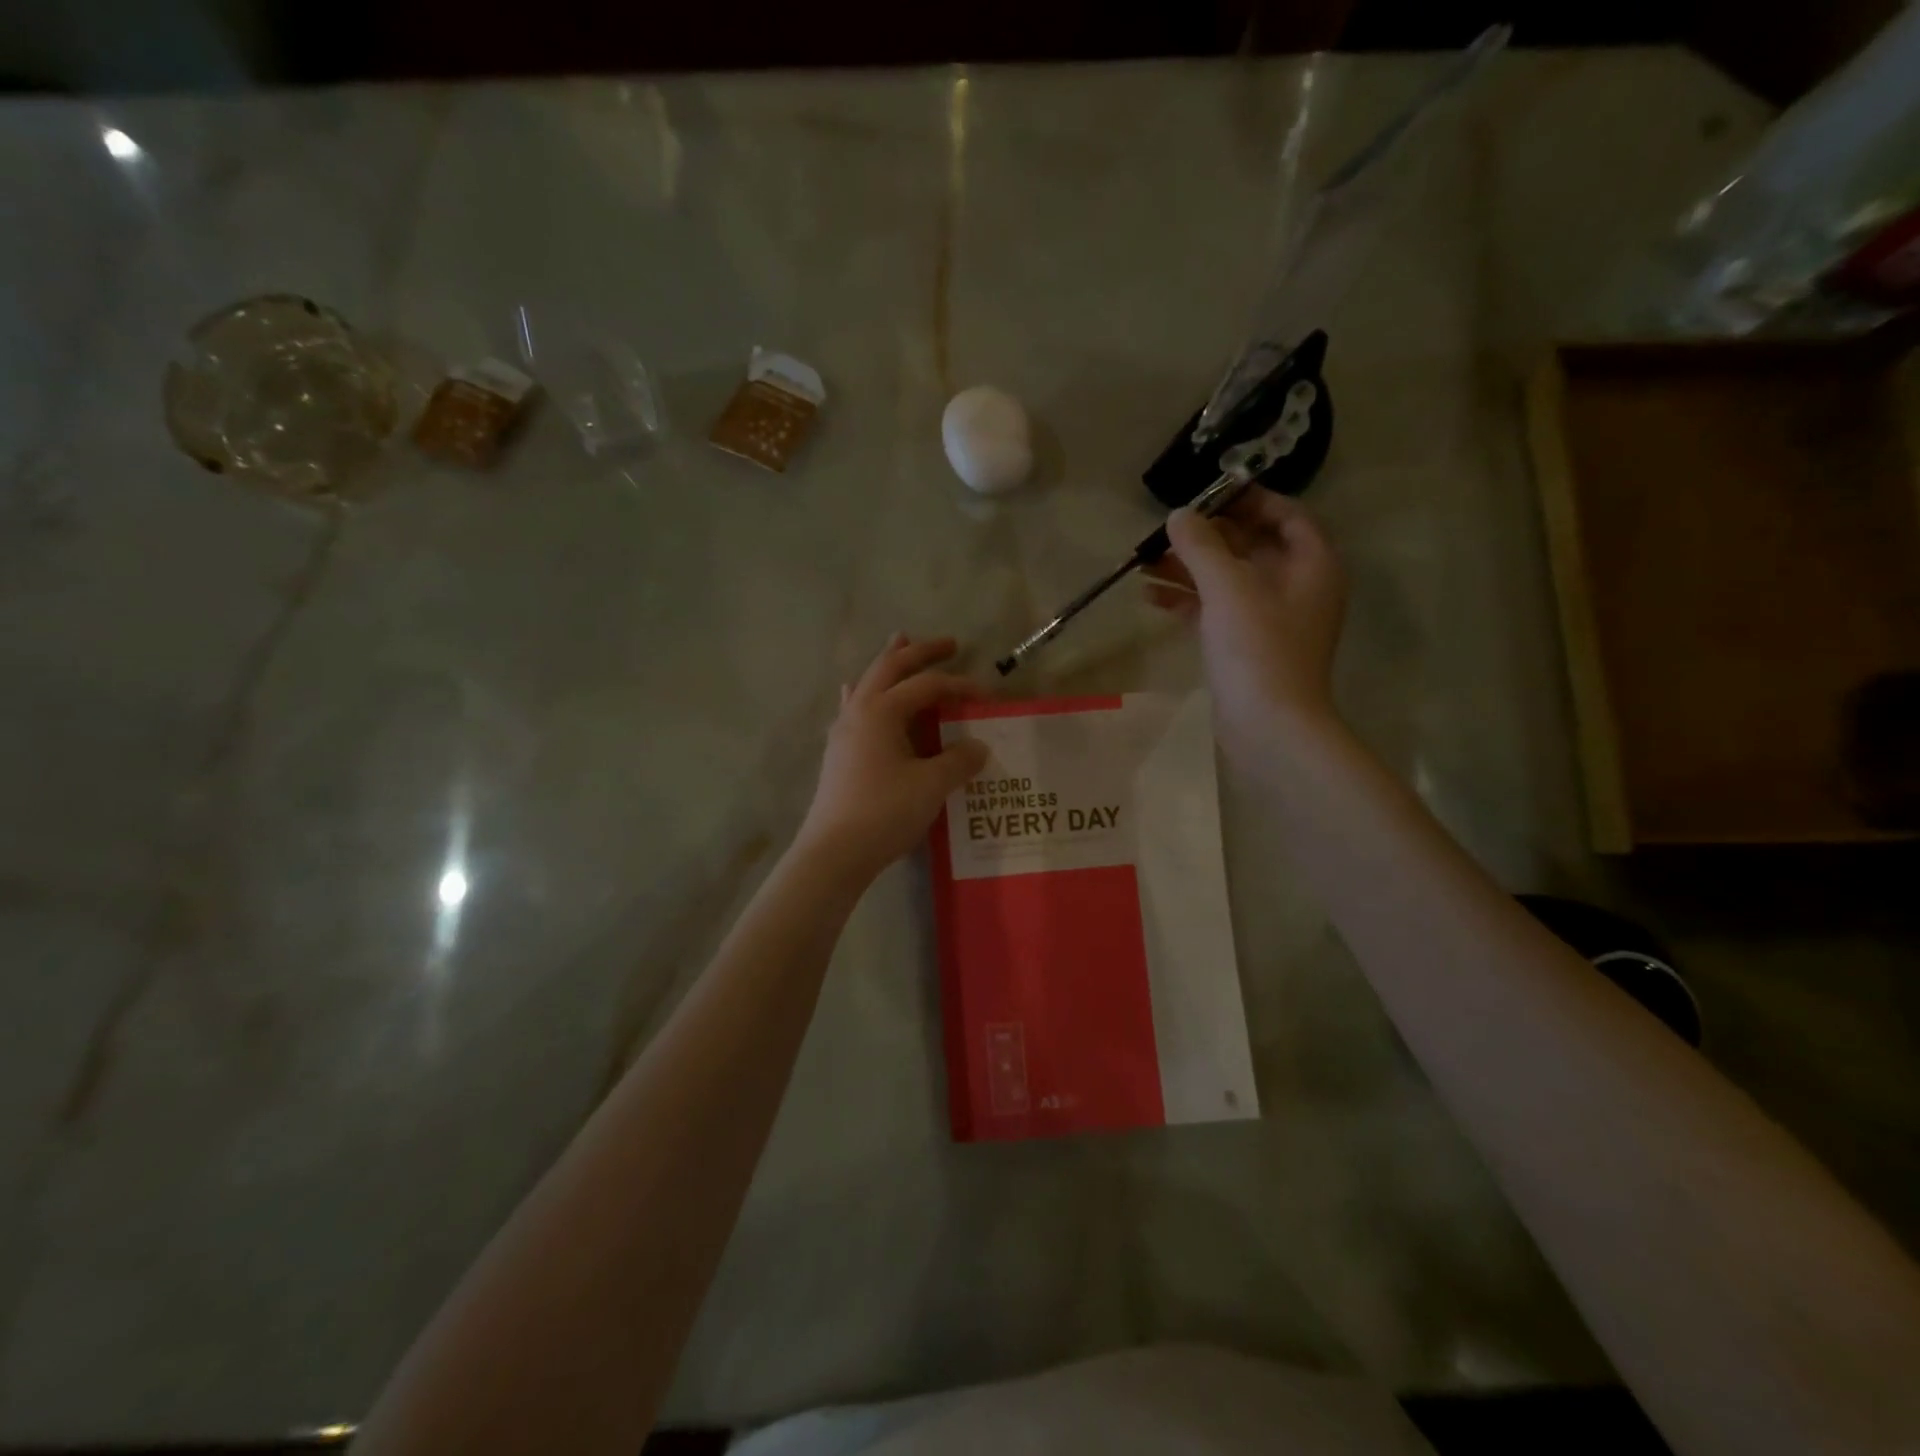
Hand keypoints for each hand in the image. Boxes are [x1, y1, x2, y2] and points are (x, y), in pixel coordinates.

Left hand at [797, 634, 991, 881]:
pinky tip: (857, 692)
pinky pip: (854, 707)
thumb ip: (959, 761)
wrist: (834, 852)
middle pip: (890, 667)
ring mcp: (843, 731)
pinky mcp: (838, 752)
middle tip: (949, 643)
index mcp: (882, 711)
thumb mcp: (931, 785)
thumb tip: (979, 746)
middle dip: (920, 652)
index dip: (959, 686)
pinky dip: (866, 692)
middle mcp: (859, 711)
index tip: (987, 696)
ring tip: (899, 642)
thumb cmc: (885, 812)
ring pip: (868, 683)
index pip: (927, 685)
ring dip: (889, 663)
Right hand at [1147, 492, 1346, 762]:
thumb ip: (1201, 545)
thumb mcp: (1228, 587)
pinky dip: (1186, 600)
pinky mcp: (1245, 645)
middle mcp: (1295, 586)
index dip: (1247, 499)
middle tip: (1164, 530)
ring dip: (1188, 569)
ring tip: (1143, 562)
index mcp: (1310, 563)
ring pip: (1227, 579)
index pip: (1284, 514)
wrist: (1269, 727)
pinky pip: (1215, 610)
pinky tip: (1150, 596)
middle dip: (1205, 537)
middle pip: (1249, 546)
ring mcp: (1269, 618)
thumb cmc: (1258, 649)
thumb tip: (1178, 514)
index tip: (1205, 495)